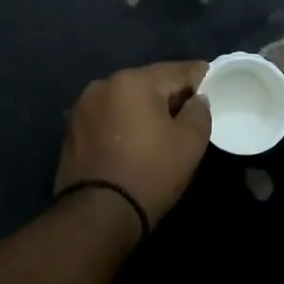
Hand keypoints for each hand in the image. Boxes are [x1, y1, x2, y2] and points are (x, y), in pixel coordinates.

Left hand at [55, 61, 212, 229]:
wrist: (98, 214)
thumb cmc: (150, 173)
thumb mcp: (190, 142)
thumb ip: (199, 111)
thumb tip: (197, 99)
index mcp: (133, 80)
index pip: (176, 70)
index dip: (198, 76)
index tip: (212, 80)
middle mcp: (103, 84)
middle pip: (147, 82)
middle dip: (169, 93)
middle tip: (189, 108)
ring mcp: (82, 106)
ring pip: (124, 99)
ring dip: (142, 108)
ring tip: (159, 126)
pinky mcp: (71, 129)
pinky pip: (107, 116)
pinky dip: (122, 122)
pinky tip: (133, 139)